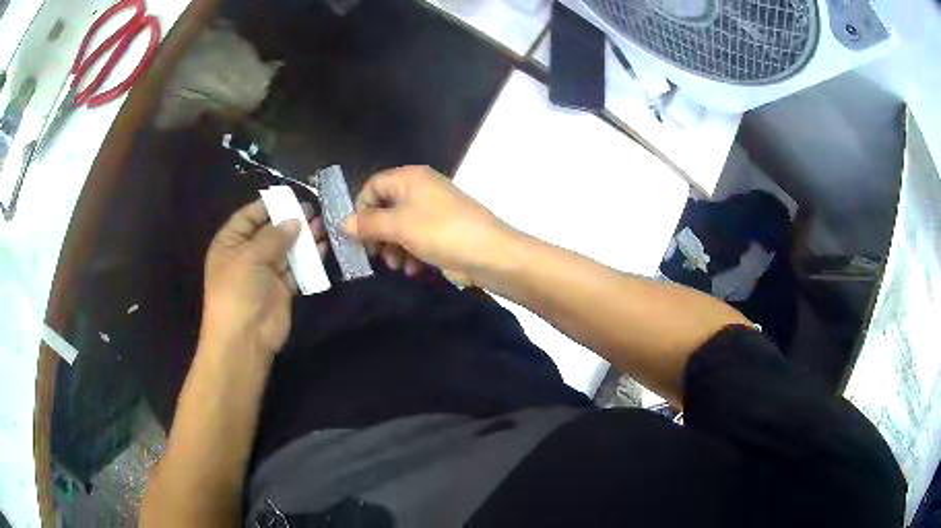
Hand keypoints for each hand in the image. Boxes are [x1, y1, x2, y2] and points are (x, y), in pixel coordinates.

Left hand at [201, 200, 328, 356]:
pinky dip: (309, 259)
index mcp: (230, 243)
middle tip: (313, 210)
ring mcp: (265, 273)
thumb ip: (274, 236)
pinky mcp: (282, 290)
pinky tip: (322, 248)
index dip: (267, 206)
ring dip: (303, 239)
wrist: (244, 338)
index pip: (248, 217)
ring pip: (286, 250)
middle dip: (290, 221)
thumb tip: (295, 220)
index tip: (290, 197)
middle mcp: (247, 255)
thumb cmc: (238, 290)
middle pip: (270, 232)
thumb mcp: (250, 256)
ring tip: (322, 225)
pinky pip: (297, 269)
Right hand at [344, 166, 514, 282]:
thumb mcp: (399, 226)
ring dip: (394, 248)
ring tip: (397, 266)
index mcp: (410, 178)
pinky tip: (415, 270)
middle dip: (379, 234)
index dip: (361, 209)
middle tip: (376, 255)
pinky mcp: (444, 231)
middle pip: (386, 208)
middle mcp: (421, 189)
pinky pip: (418, 238)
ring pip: (401, 227)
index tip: (357, 235)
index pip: (373, 185)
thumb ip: (368, 224)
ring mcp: (434, 210)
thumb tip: (343, 223)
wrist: (490, 253)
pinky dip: (412, 253)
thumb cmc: (440, 232)